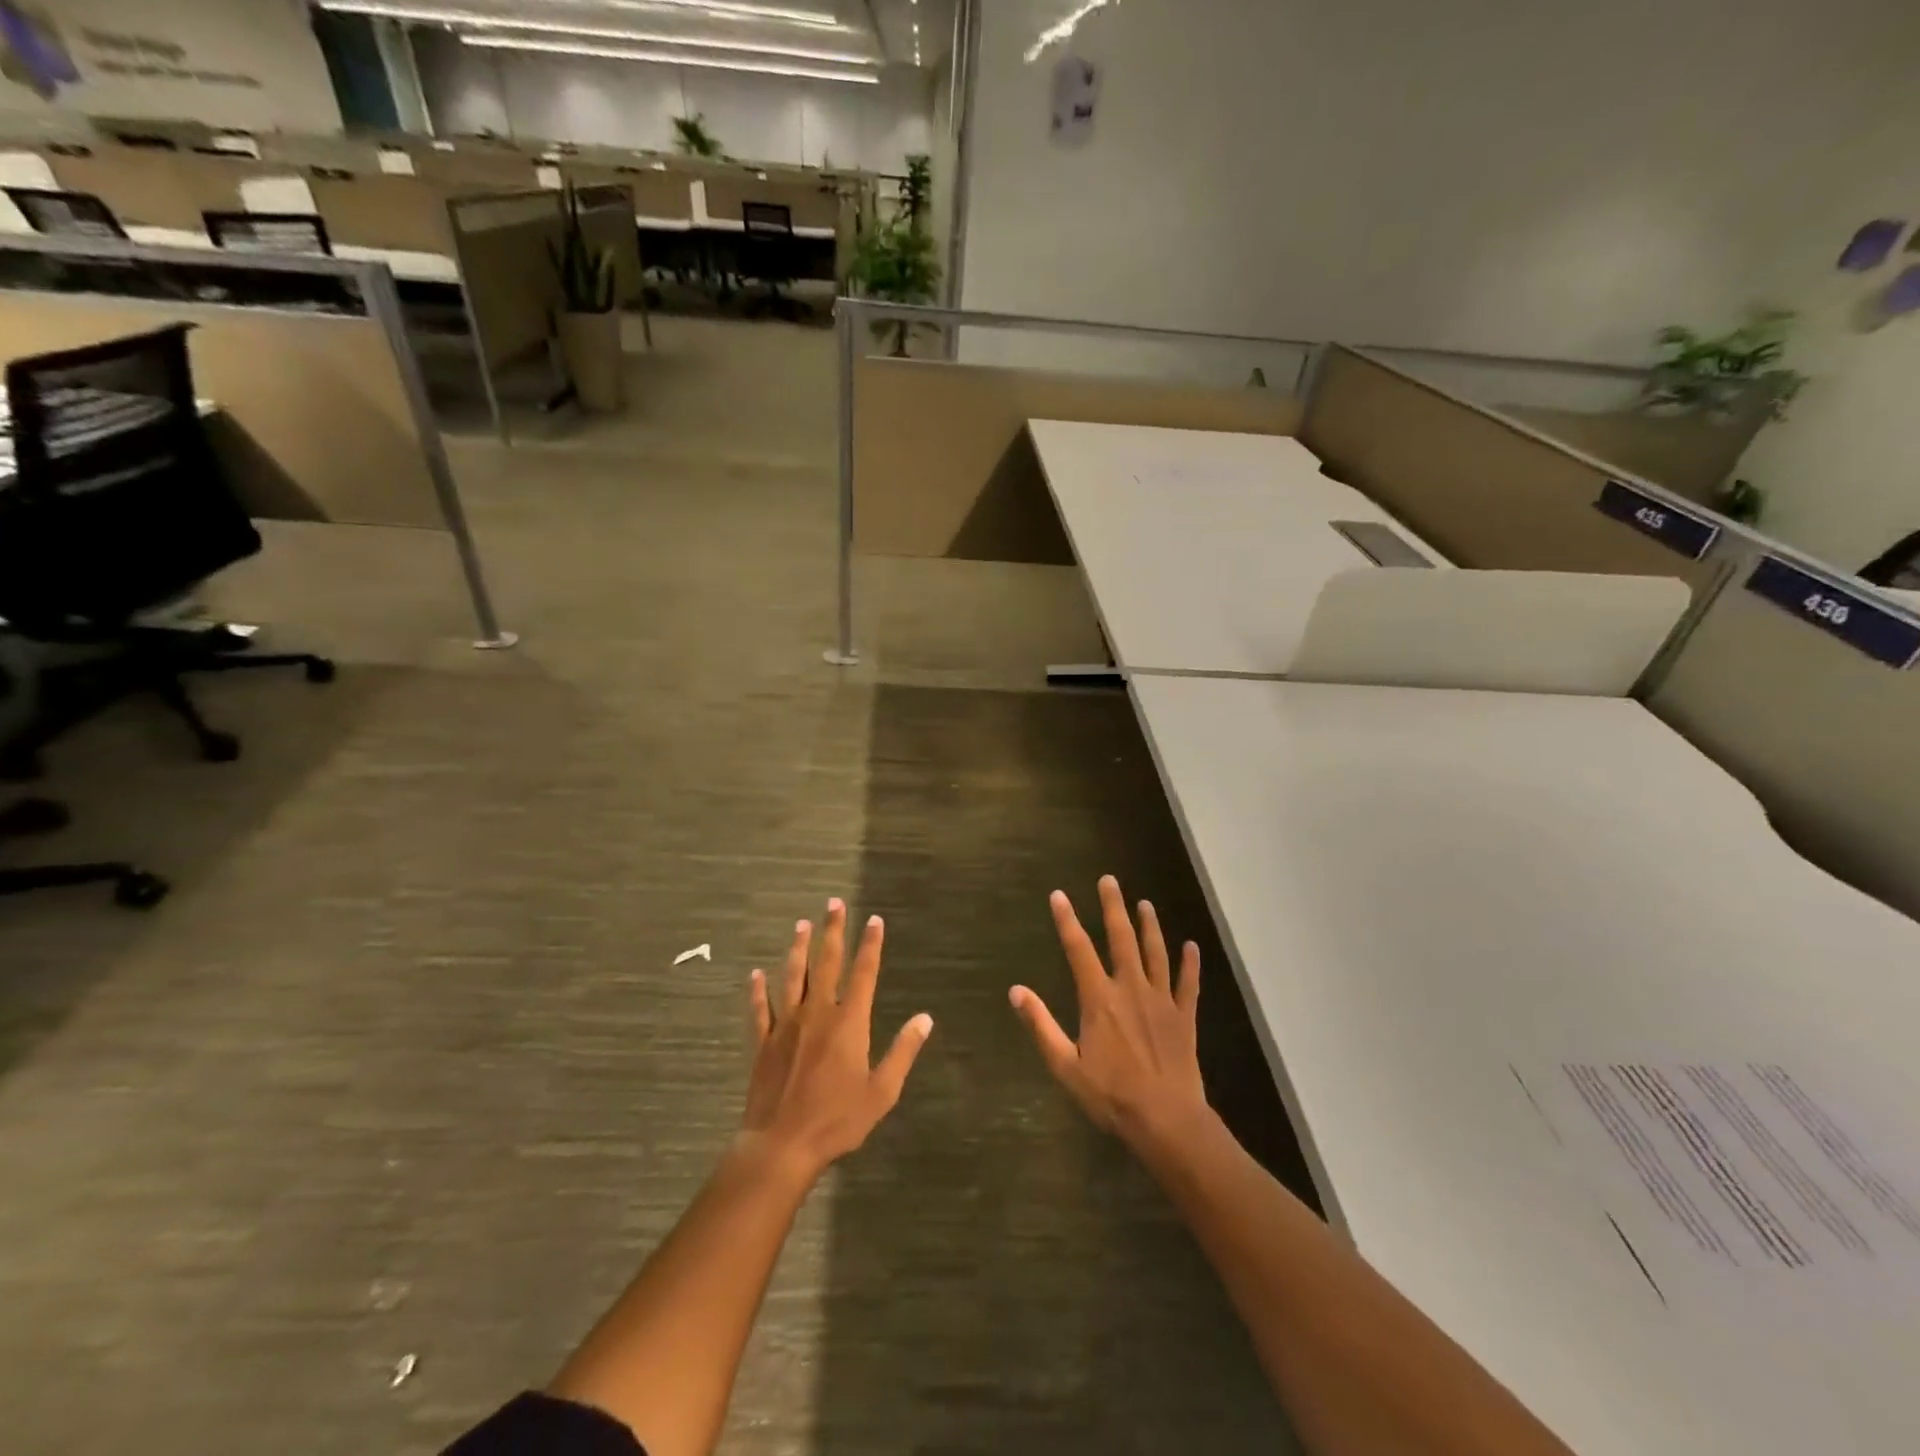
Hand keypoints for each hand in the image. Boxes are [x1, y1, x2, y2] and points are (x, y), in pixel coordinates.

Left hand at [742, 899, 932, 1178]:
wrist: (781, 1145)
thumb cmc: (837, 1120)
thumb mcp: (882, 1091)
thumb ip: (903, 1052)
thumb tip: (925, 1018)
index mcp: (849, 1023)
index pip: (864, 973)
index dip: (870, 944)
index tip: (874, 919)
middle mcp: (817, 1014)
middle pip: (826, 963)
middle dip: (833, 931)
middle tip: (834, 903)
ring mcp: (786, 1025)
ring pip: (793, 977)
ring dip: (798, 949)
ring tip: (801, 924)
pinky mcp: (763, 1043)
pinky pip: (760, 1009)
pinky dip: (758, 990)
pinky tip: (755, 974)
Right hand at [1010, 876, 1210, 1149]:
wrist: (1166, 1120)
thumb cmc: (1110, 1095)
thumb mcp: (1065, 1064)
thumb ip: (1041, 1024)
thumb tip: (1016, 991)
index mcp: (1098, 998)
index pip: (1078, 949)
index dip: (1067, 920)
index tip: (1059, 895)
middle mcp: (1130, 988)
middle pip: (1121, 938)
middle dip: (1113, 907)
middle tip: (1109, 880)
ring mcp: (1161, 1000)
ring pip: (1156, 953)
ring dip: (1150, 926)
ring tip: (1145, 903)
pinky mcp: (1185, 1017)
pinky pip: (1188, 984)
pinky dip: (1190, 964)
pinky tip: (1192, 946)